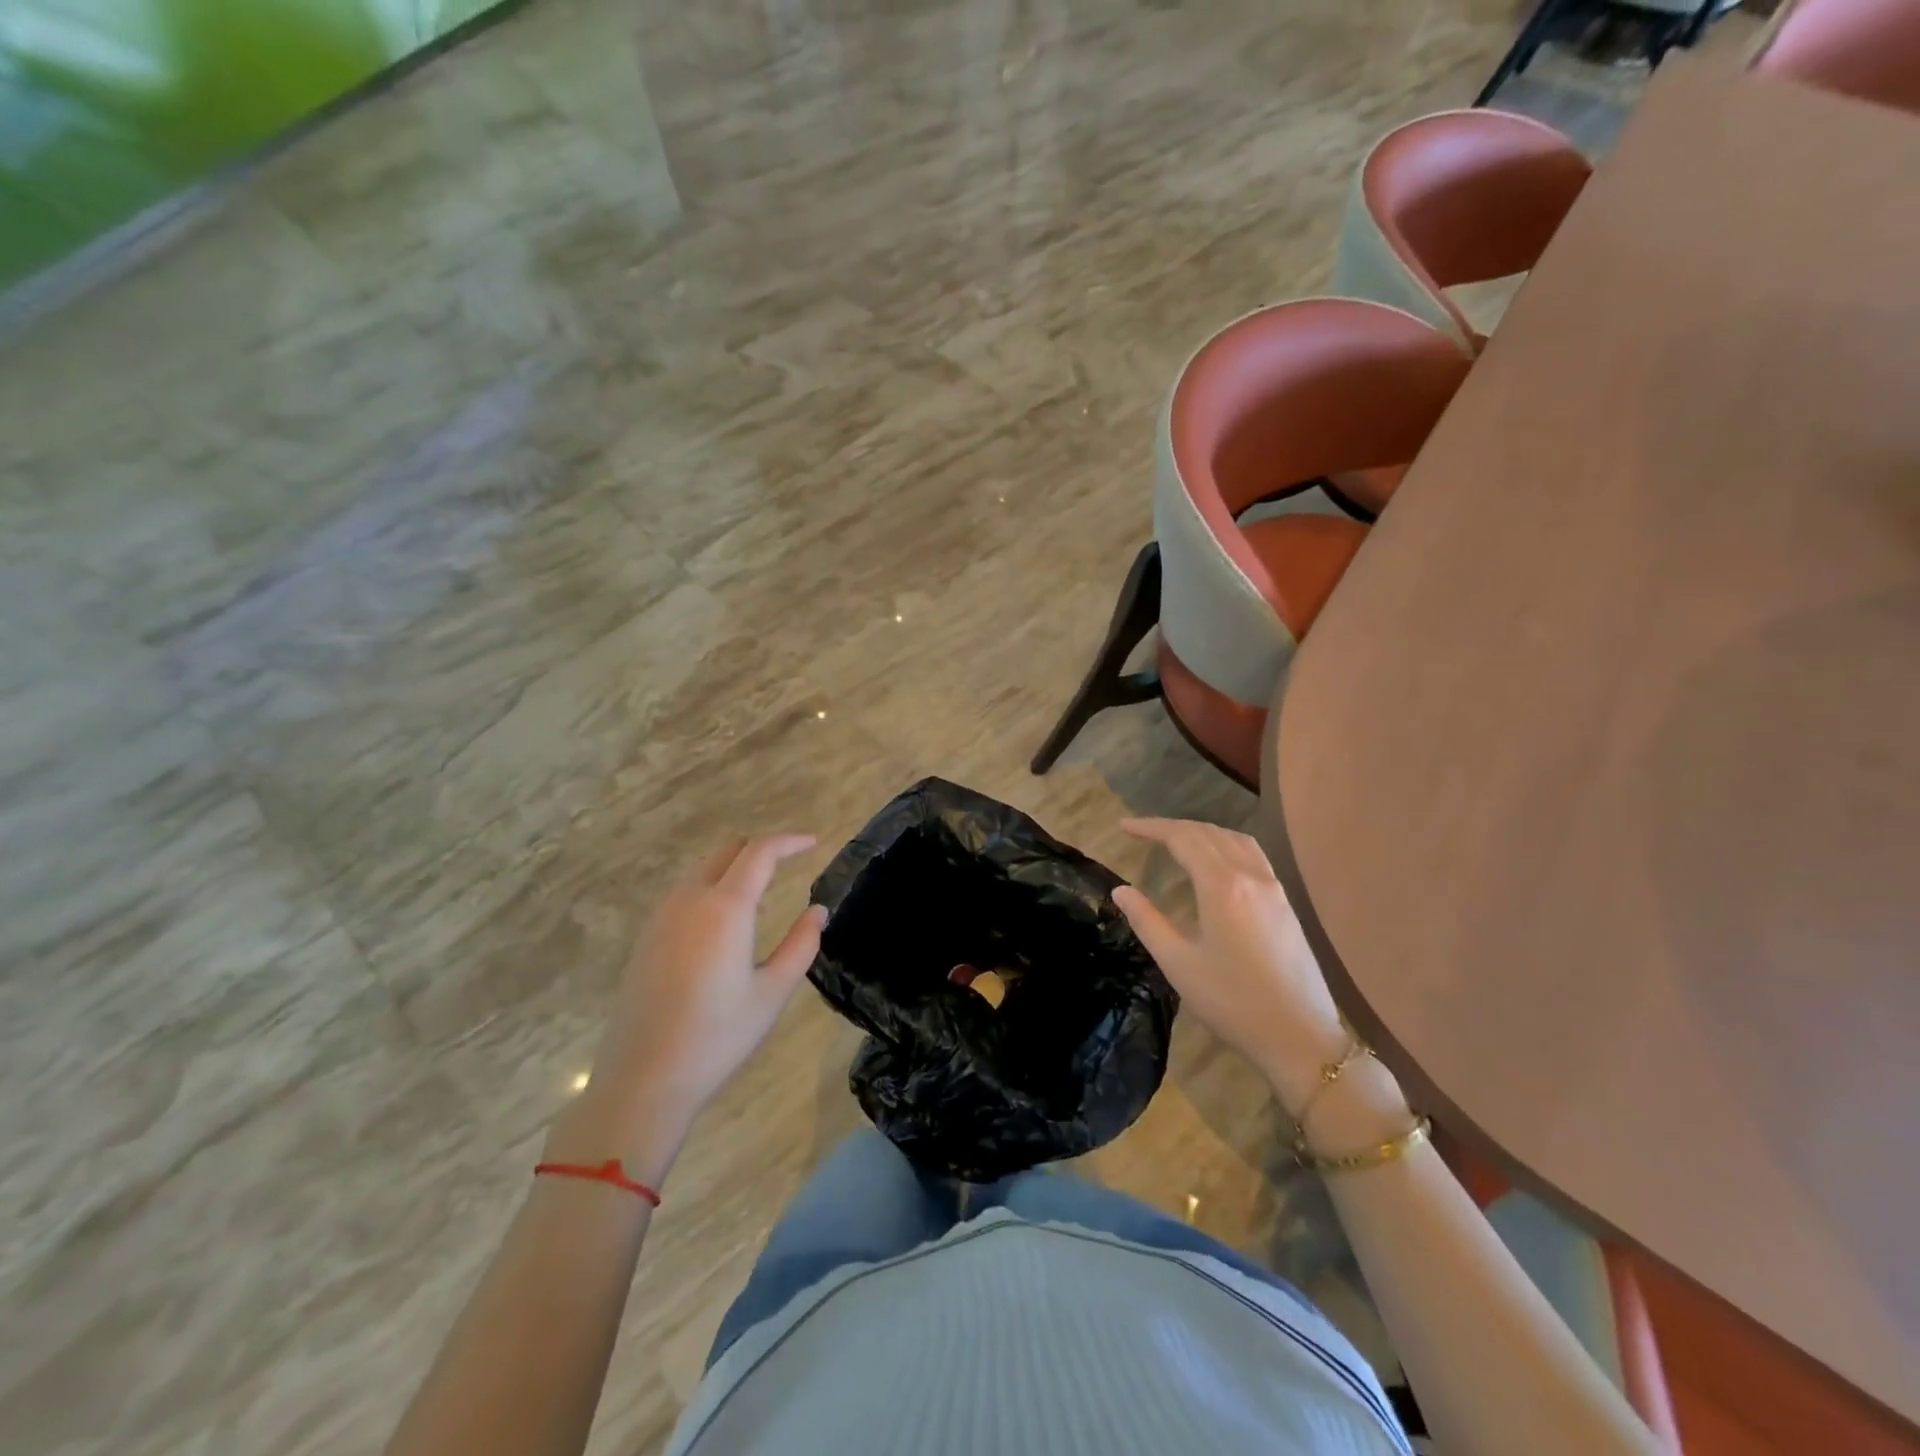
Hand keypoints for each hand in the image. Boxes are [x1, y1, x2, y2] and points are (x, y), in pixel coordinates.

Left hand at [551, 835, 825, 1182]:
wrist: (644, 1080)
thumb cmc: (718, 1037)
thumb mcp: (772, 992)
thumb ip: (801, 944)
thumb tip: (817, 911)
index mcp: (725, 908)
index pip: (760, 852)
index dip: (789, 842)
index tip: (813, 843)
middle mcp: (690, 900)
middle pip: (727, 851)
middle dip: (760, 848)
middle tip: (790, 862)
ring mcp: (662, 918)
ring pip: (702, 870)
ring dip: (734, 868)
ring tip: (761, 892)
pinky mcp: (647, 938)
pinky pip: (684, 894)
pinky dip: (711, 888)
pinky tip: (724, 922)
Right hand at [1112, 818, 1347, 1113]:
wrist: (1300, 1037)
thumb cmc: (1232, 1002)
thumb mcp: (1178, 963)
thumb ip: (1147, 921)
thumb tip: (1120, 891)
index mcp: (1222, 886)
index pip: (1182, 838)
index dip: (1150, 827)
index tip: (1123, 827)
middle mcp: (1250, 875)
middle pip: (1208, 832)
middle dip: (1172, 827)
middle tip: (1142, 832)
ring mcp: (1273, 887)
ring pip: (1234, 839)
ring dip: (1202, 832)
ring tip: (1176, 840)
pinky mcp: (1285, 903)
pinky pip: (1252, 854)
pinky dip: (1226, 844)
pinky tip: (1217, 862)